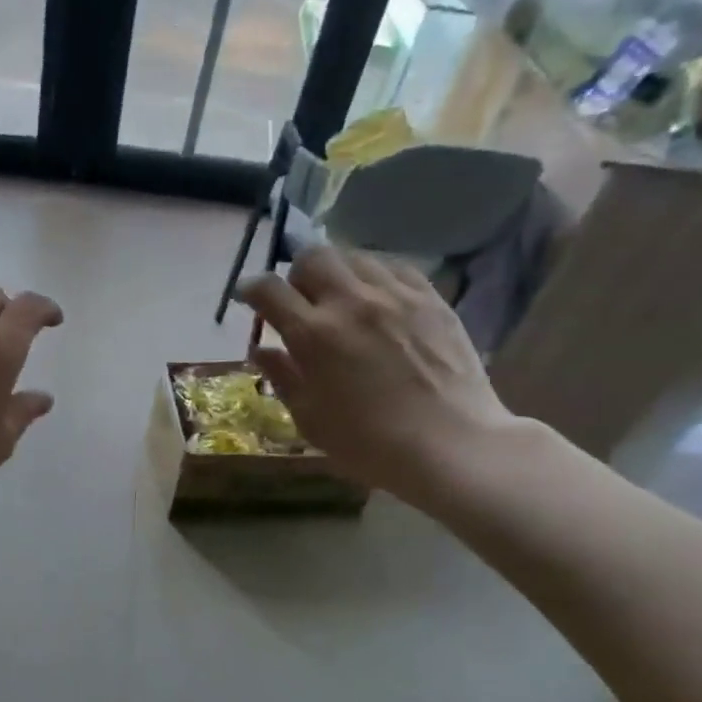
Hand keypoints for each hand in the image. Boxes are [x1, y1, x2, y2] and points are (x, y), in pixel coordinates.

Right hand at [238, 246, 517, 502]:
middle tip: (300, 300)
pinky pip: (394, 266)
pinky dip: (374, 275)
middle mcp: (350, 302)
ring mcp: (395, 295)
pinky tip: (376, 298)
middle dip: (296, 273)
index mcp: (313, 335)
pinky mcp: (431, 297)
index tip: (248, 297)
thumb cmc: (370, 444)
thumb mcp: (311, 419)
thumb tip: (260, 350)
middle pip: (312, 256)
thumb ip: (283, 377)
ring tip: (340, 298)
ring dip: (337, 272)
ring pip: (353, 256)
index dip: (251, 289)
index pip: (269, 290)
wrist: (452, 446)